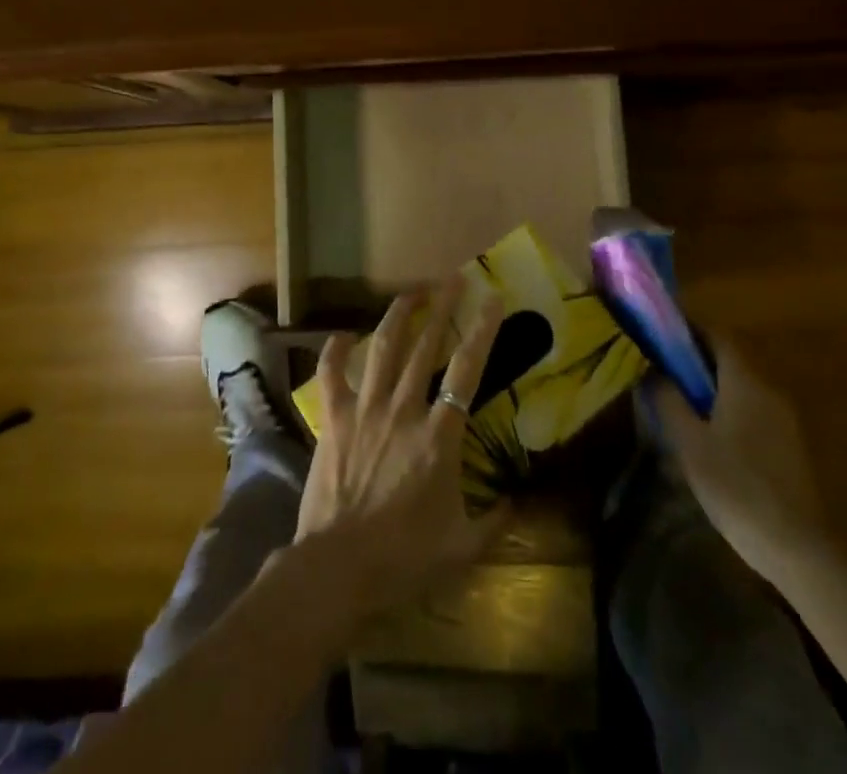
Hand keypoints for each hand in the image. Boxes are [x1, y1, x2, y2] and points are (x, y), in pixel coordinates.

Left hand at [295, 282, 510, 615]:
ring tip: (412, 291)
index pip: (466, 371)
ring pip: (383, 348)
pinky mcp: (333, 419)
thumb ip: (494, 521)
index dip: (481, 331)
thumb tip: (515, 501)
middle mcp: (403, 410)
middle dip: (441, 307)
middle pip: (424, 345)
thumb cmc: (404, 559)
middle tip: (453, 278)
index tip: (492, 299)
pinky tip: (344, 334)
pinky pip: (331, 374)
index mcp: (438, 436)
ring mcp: (364, 409)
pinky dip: (335, 350)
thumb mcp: (462, 548)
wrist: (338, 568)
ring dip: (398, 315)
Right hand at [653, 336, 823, 567]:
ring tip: (677, 396)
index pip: (718, 333)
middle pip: (730, 355)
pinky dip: (726, 402)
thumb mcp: (689, 442)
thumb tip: (653, 371)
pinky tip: (706, 429)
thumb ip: (668, 399)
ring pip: (741, 381)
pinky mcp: (787, 441)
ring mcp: (783, 416)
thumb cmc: (737, 486)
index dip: (688, 327)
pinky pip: (751, 404)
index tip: (659, 332)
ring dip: (710, 380)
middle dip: (695, 355)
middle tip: (661, 365)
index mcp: (746, 379)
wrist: (798, 547)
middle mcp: (769, 388)